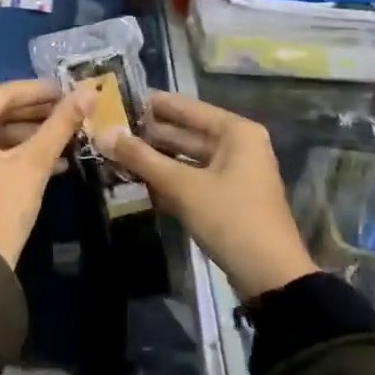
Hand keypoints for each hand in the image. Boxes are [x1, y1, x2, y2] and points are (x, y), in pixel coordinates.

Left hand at [0, 80, 91, 267]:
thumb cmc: (1, 207)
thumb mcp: (34, 163)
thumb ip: (60, 124)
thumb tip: (89, 91)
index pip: (2, 94)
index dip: (38, 91)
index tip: (69, 89)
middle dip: (36, 115)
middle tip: (71, 111)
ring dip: (29, 137)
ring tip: (68, 137)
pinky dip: (14, 155)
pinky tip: (53, 163)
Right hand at [98, 92, 317, 301]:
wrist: (270, 276)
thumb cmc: (230, 219)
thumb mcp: (182, 187)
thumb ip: (142, 158)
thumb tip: (104, 134)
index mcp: (236, 132)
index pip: (187, 108)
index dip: (155, 104)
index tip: (121, 99)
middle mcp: (239, 146)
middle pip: (187, 132)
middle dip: (151, 132)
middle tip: (112, 128)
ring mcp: (234, 173)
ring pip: (188, 157)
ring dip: (157, 157)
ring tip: (118, 151)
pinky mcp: (228, 197)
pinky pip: (193, 177)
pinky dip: (169, 177)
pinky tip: (140, 178)